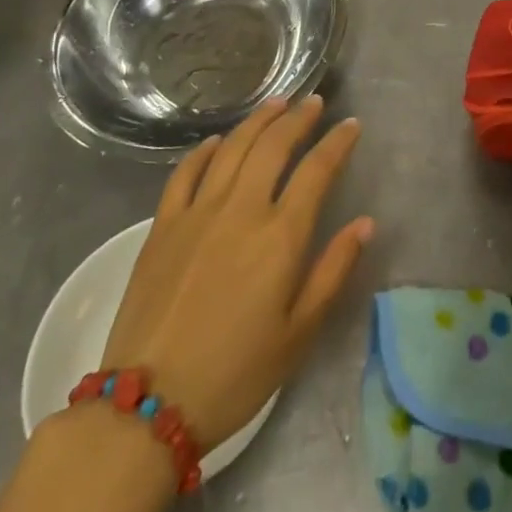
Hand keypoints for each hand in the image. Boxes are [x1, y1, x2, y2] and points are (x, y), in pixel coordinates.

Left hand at [99, 96, 373, 452]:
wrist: (146, 409)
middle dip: (298, 118)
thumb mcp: (298, 334)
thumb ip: (333, 271)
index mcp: (280, 236)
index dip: (338, 142)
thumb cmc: (235, 374)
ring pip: (232, 148)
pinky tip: (217, 142)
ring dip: (258, 121)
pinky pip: (185, 173)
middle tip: (314, 103)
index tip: (351, 125)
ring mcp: (197, 213)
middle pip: (274, 145)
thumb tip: (365, 223)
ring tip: (276, 104)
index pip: (317, 170)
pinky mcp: (162, 227)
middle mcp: (241, 210)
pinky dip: (204, 150)